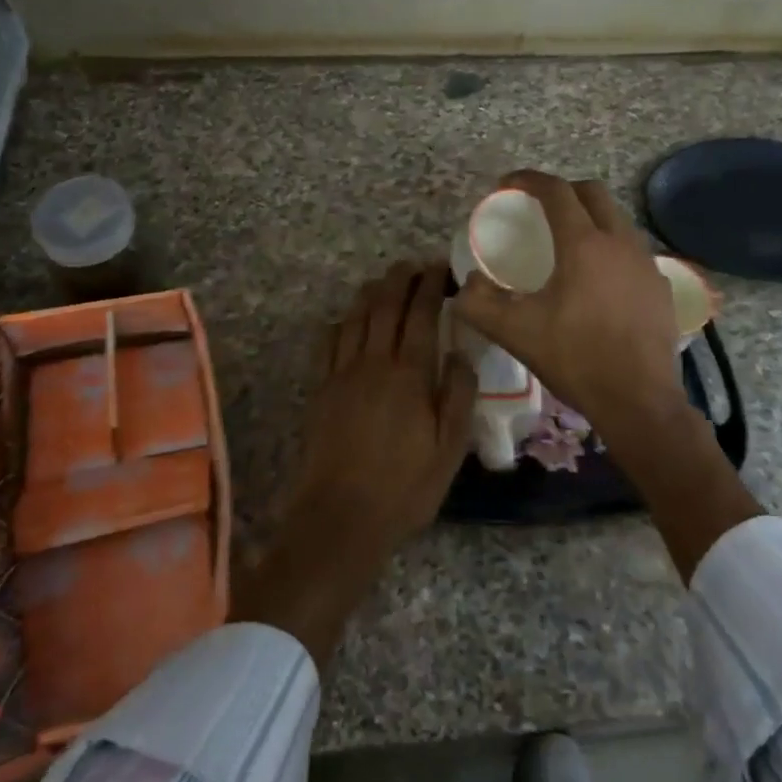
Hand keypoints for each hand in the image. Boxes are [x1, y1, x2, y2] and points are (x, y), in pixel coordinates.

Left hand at [234, 262, 474, 663]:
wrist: (340, 516)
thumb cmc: (404, 487)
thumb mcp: (450, 449)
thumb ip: (458, 395)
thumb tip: (460, 353)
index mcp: (409, 373)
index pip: (421, 313)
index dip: (430, 285)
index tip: (439, 268)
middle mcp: (374, 362)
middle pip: (385, 305)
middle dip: (399, 278)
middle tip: (412, 264)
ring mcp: (342, 373)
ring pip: (355, 317)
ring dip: (370, 293)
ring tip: (383, 281)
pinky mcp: (321, 389)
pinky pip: (329, 342)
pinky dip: (341, 322)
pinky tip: (348, 320)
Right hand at [452, 171, 684, 437]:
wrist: (638, 401)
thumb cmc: (575, 359)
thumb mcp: (514, 332)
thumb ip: (478, 303)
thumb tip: (465, 284)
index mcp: (583, 244)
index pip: (556, 191)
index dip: (528, 179)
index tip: (507, 184)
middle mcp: (620, 242)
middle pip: (592, 193)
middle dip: (562, 190)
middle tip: (538, 209)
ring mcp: (647, 263)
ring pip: (617, 219)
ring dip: (590, 217)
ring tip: (568, 242)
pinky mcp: (661, 286)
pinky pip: (632, 249)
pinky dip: (611, 247)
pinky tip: (599, 278)